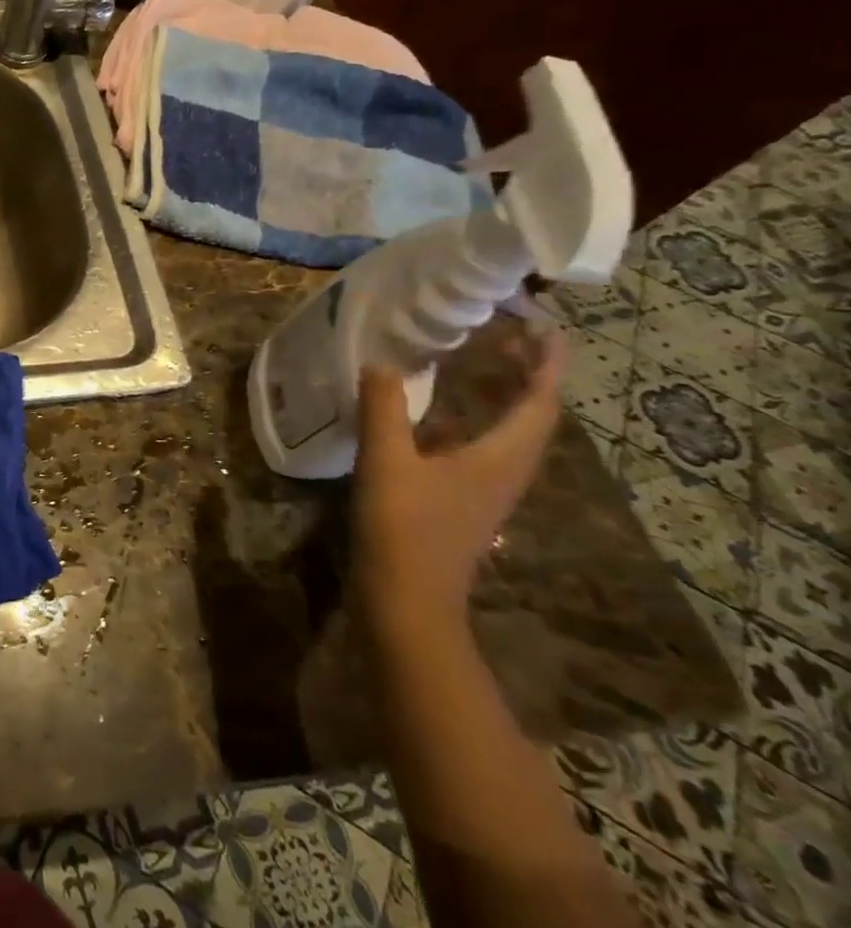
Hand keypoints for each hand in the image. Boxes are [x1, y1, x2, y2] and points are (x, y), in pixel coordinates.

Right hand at [350, 330, 564, 640]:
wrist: (406, 599)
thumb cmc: (404, 528)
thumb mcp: (387, 462)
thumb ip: (384, 409)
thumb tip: (381, 363)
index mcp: (500, 458)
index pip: (538, 402)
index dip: (545, 364)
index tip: (545, 327)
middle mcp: (503, 471)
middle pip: (530, 416)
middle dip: (526, 375)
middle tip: (505, 336)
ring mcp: (484, 489)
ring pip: (506, 433)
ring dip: (501, 397)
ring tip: (478, 365)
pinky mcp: (461, 501)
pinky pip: (479, 448)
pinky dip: (471, 421)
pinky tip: (434, 415)